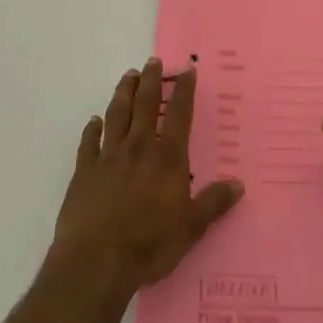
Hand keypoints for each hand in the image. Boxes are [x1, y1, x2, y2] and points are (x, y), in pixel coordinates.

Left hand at [48, 58, 243, 297]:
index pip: (180, 114)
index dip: (185, 90)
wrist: (96, 262)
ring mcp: (108, 157)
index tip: (187, 70)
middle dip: (151, 81)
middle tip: (152, 61)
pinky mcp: (84, 172)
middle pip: (146, 105)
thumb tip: (238, 184)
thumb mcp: (191, 228)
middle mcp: (139, 147)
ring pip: (117, 114)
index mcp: (167, 158)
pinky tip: (94, 121)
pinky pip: (89, 142)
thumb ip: (213, 203)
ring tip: (128, 76)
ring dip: (124, 93)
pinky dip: (92, 128)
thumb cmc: (149, 244)